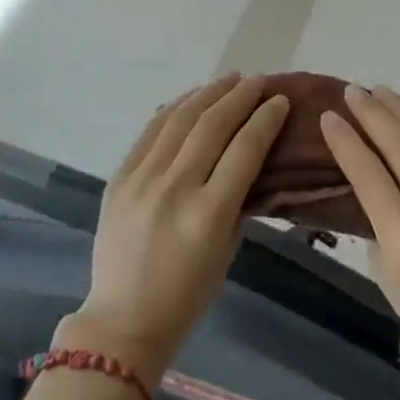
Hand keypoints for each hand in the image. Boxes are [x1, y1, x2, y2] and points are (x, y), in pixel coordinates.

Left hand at [59, 75, 289, 385]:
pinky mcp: (119, 178)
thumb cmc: (188, 295)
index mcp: (209, 213)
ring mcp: (143, 180)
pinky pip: (150, 132)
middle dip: (241, 96)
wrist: (123, 320)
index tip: (280, 100)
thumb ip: (239, 200)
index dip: (266, 119)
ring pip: (180, 119)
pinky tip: (191, 97)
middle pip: (213, 125)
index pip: (245, 149)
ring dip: (209, 93)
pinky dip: (173, 108)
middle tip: (259, 80)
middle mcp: (176, 188)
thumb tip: (249, 157)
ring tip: (230, 79)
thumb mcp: (227, 249)